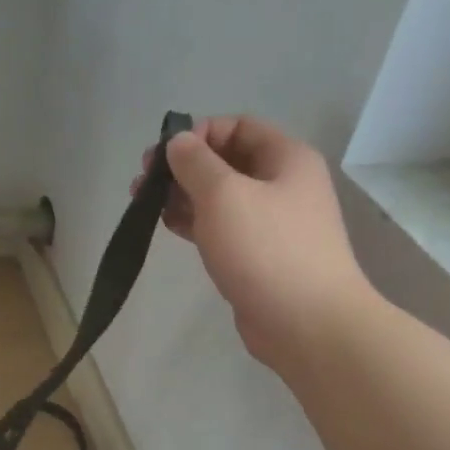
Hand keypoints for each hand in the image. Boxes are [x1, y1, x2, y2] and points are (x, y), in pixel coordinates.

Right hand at [134, 115, 374, 367]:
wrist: (307, 323)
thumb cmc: (266, 249)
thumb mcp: (224, 194)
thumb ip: (195, 162)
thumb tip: (178, 142)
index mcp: (286, 158)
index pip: (237, 126)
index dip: (198, 133)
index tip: (163, 154)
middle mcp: (282, 184)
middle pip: (225, 161)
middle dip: (182, 167)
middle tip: (143, 181)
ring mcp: (271, 222)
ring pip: (220, 196)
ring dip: (181, 195)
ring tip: (143, 203)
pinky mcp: (257, 255)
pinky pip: (221, 227)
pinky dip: (193, 222)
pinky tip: (165, 225)